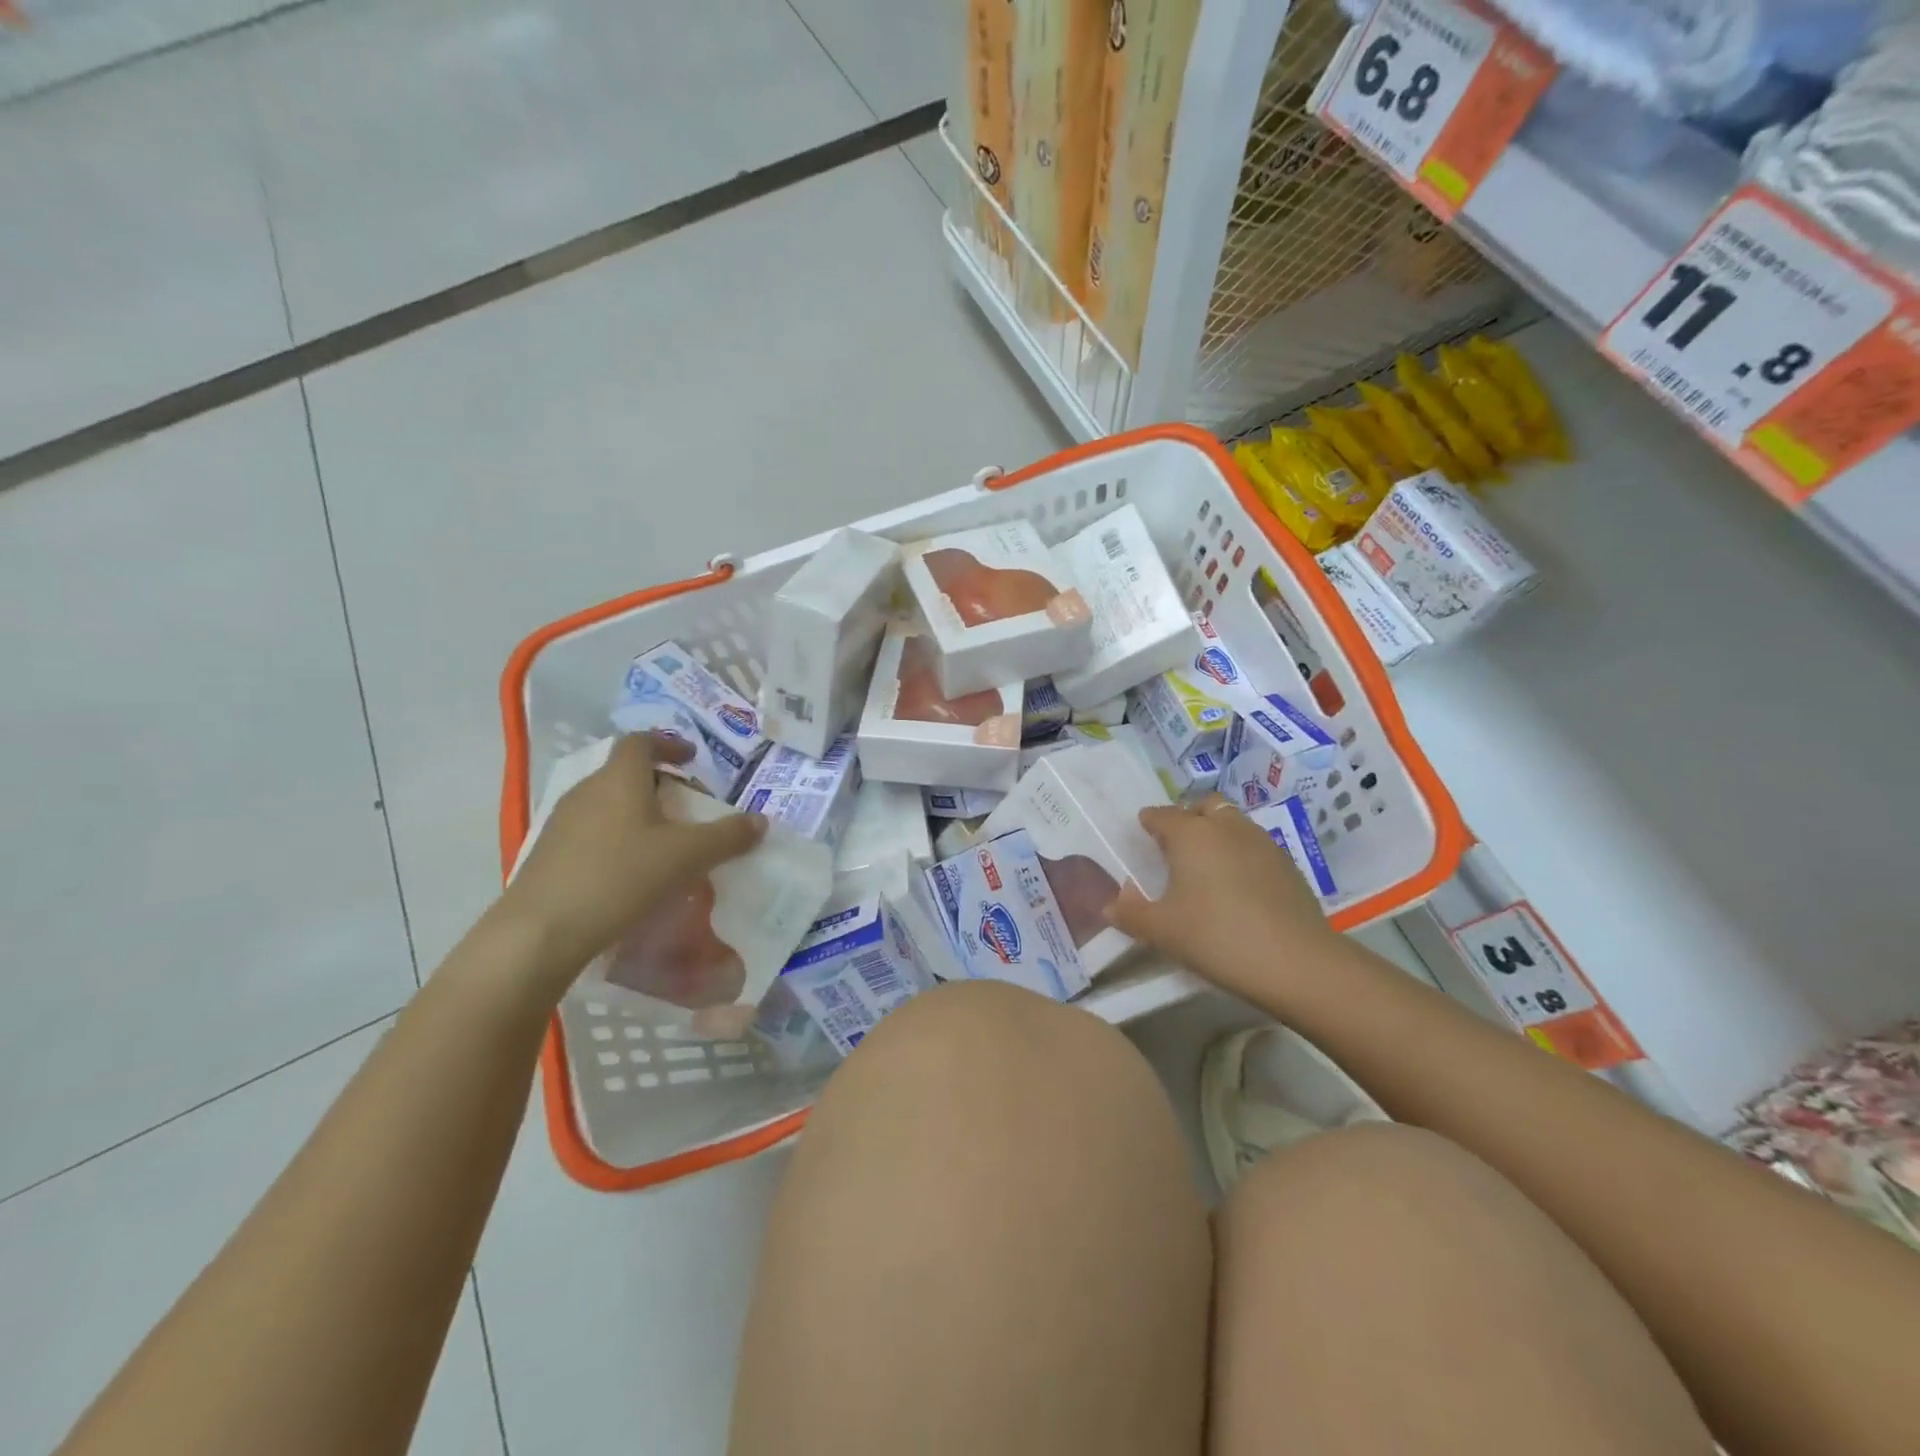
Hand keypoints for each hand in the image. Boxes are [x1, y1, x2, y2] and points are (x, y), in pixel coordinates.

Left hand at [501, 734, 765, 979]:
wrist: (542, 930)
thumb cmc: (621, 876)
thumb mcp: (687, 855)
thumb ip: (727, 836)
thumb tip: (760, 821)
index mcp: (620, 778)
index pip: (642, 741)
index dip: (669, 744)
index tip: (692, 759)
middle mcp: (588, 790)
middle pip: (625, 772)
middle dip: (659, 783)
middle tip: (687, 806)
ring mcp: (562, 822)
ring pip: (608, 803)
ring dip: (637, 812)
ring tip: (664, 841)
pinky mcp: (548, 854)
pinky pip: (592, 832)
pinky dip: (617, 838)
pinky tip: (631, 871)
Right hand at [1107, 794, 1336, 998]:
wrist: (1296, 962)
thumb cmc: (1216, 937)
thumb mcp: (1162, 931)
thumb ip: (1130, 914)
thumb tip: (1110, 904)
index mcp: (1190, 834)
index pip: (1161, 815)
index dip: (1149, 822)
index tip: (1142, 834)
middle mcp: (1226, 827)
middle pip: (1203, 806)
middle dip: (1187, 817)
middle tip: (1176, 846)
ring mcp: (1262, 842)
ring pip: (1232, 823)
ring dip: (1217, 833)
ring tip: (1207, 866)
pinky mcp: (1287, 864)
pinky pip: (1254, 845)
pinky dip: (1240, 854)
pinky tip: (1238, 886)